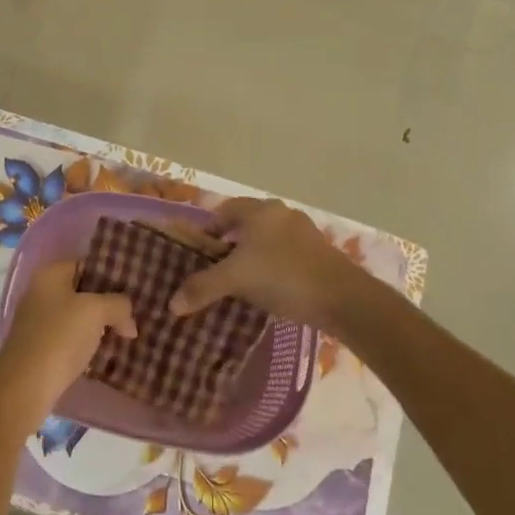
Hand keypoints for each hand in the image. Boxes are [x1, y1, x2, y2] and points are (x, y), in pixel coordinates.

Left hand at [0, 261, 135, 420]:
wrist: (25, 386)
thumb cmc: (60, 337)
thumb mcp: (96, 311)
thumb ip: (118, 305)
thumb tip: (128, 319)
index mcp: (50, 275)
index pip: (87, 264)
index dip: (112, 274)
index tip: (135, 288)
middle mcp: (41, 292)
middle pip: (83, 291)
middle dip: (109, 303)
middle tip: (135, 314)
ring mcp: (38, 321)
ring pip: (78, 317)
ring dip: (101, 325)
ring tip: (128, 334)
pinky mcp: (40, 348)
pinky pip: (71, 338)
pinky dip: (88, 343)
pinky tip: (107, 353)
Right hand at [168, 198, 370, 331]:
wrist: (343, 298)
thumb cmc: (283, 276)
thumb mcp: (236, 280)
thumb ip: (202, 288)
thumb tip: (171, 304)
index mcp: (259, 211)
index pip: (224, 211)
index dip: (208, 229)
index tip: (198, 252)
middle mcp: (281, 214)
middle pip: (246, 224)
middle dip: (229, 244)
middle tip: (216, 268)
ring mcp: (303, 232)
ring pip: (266, 240)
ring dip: (252, 256)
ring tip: (240, 282)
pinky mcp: (318, 253)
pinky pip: (284, 254)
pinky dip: (272, 266)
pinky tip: (269, 289)